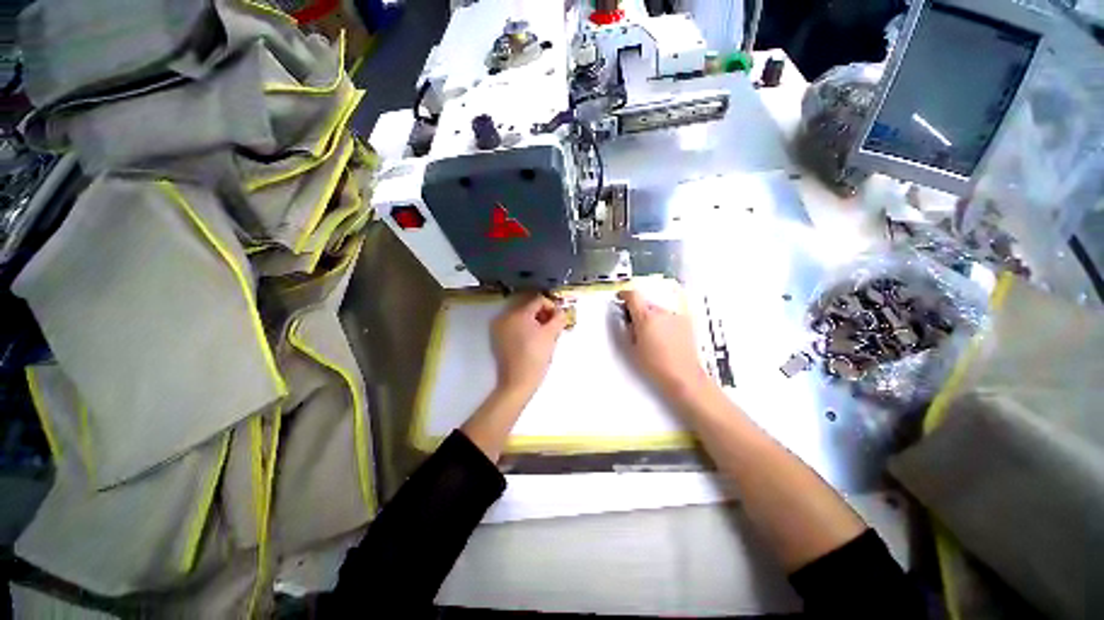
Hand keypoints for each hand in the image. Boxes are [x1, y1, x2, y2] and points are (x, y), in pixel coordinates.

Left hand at [491, 295, 568, 398]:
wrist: (518, 381)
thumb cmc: (536, 357)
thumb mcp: (551, 335)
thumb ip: (558, 318)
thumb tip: (560, 311)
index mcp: (518, 313)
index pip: (538, 300)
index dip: (551, 307)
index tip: (558, 320)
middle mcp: (506, 316)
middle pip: (529, 307)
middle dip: (543, 315)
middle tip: (553, 328)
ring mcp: (500, 327)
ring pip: (522, 316)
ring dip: (535, 321)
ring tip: (544, 335)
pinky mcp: (498, 337)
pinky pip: (514, 325)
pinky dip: (525, 328)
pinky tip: (532, 340)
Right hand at [617, 289, 710, 402]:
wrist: (683, 375)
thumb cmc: (657, 365)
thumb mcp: (633, 347)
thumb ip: (629, 328)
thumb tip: (628, 320)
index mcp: (646, 317)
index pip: (633, 295)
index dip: (624, 295)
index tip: (621, 298)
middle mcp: (662, 313)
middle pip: (645, 303)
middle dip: (638, 311)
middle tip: (634, 325)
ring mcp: (675, 316)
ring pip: (658, 309)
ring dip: (652, 316)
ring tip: (651, 334)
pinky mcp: (686, 322)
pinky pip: (670, 316)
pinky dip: (664, 321)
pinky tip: (664, 337)